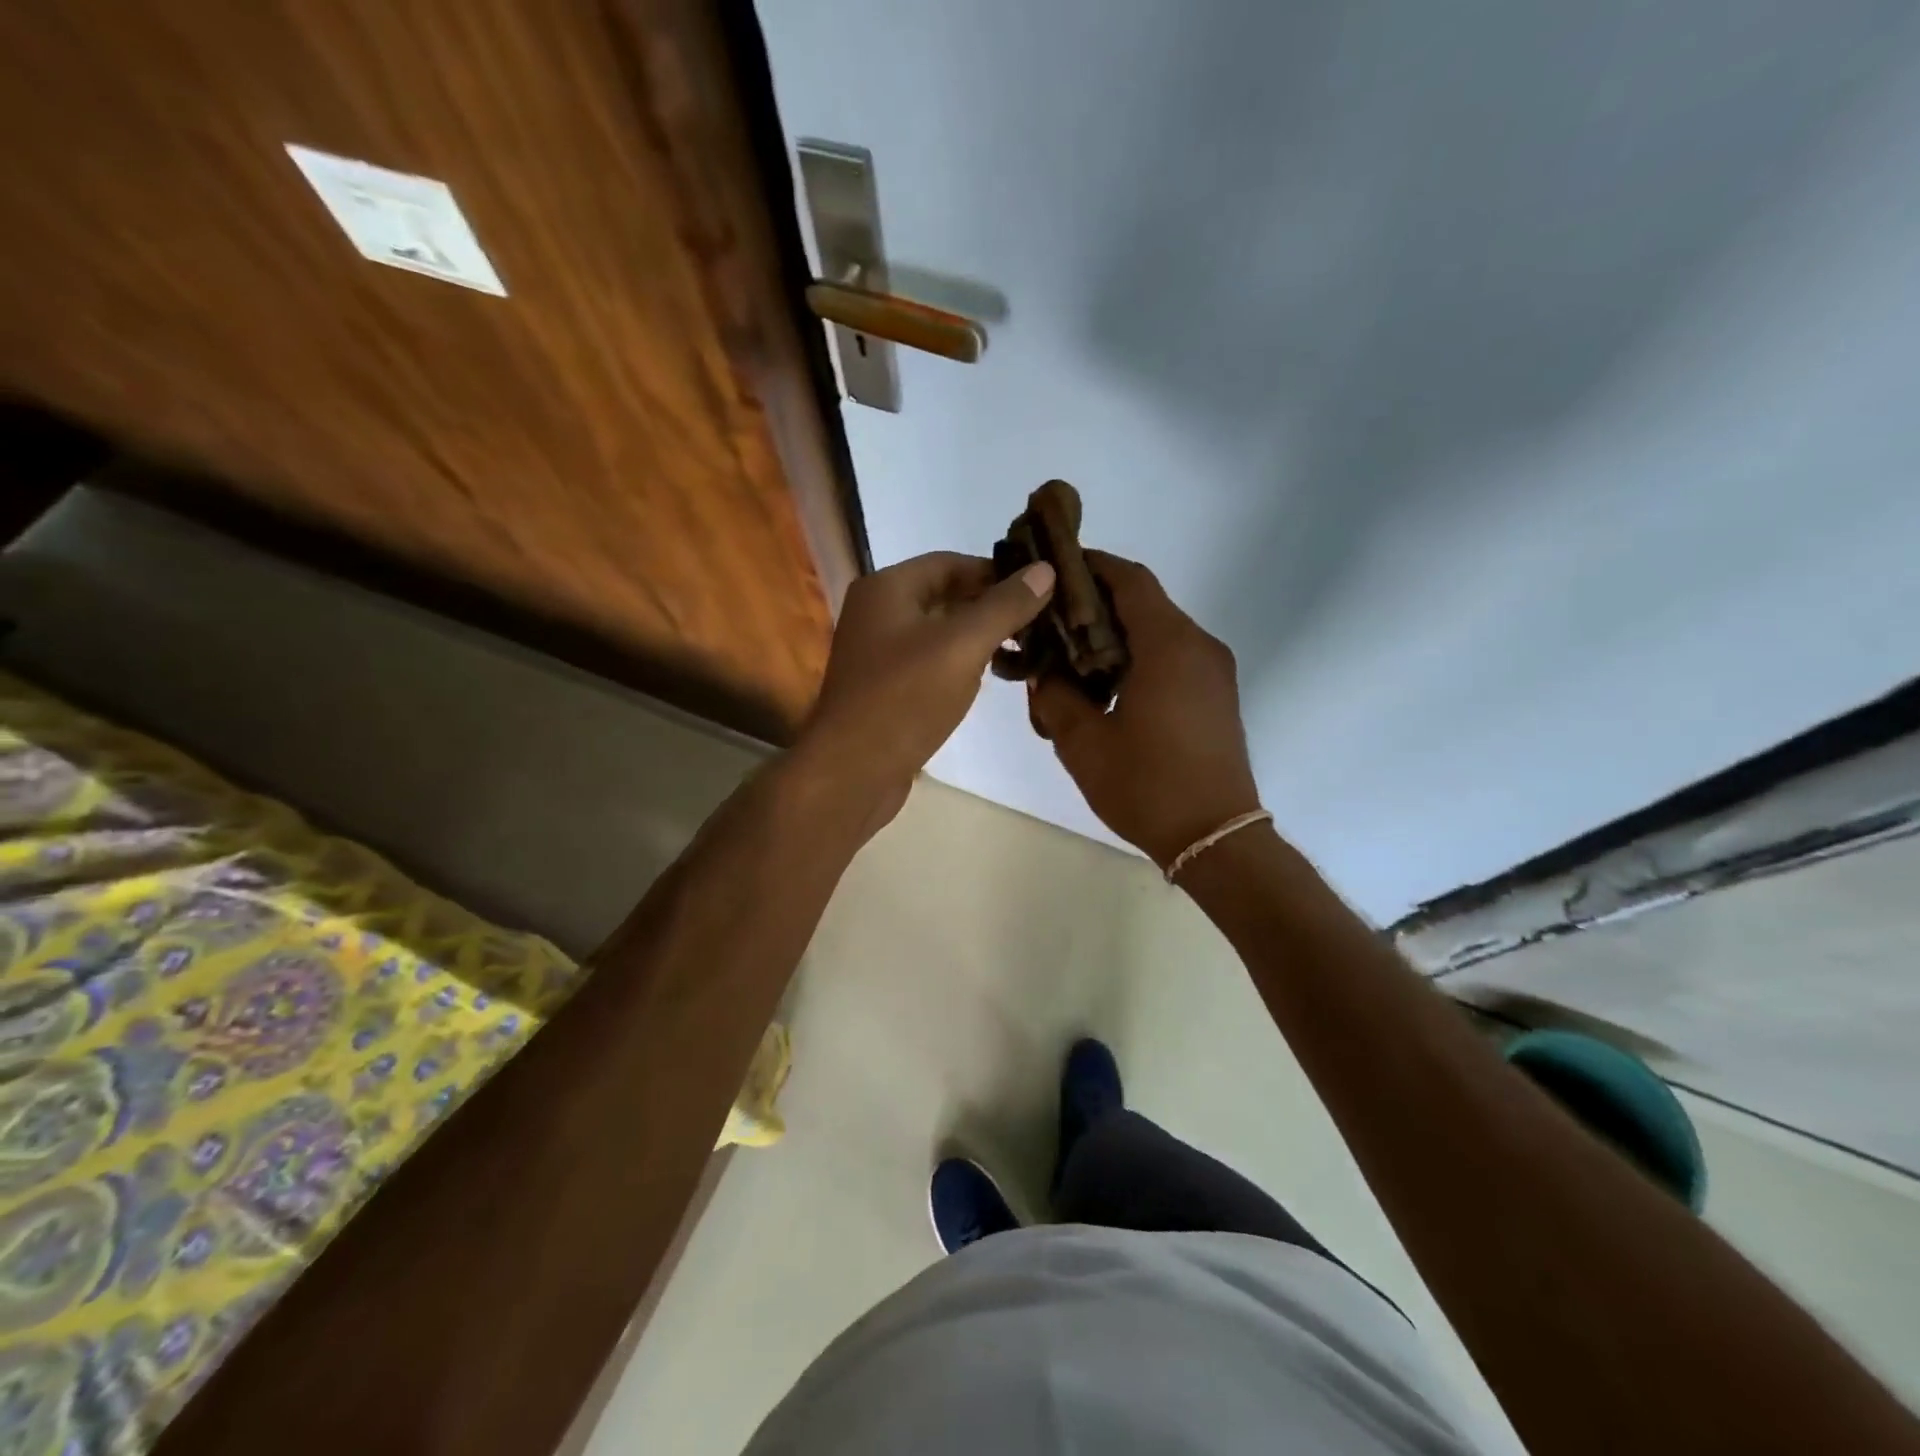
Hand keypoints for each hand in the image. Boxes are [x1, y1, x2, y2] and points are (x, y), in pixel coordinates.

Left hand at [796, 551, 1055, 831]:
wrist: (852, 772)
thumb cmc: (905, 699)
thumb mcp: (963, 645)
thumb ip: (1005, 606)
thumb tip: (1045, 569)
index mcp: (886, 588)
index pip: (950, 563)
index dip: (996, 572)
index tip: (1038, 589)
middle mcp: (876, 613)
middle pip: (944, 596)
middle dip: (990, 607)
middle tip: (1039, 622)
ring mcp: (877, 654)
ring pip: (938, 633)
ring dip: (977, 638)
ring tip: (1022, 650)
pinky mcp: (883, 689)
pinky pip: (928, 664)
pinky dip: (958, 666)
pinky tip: (986, 681)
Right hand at [1029, 552, 1261, 867]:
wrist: (1216, 838)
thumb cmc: (1147, 787)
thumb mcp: (1083, 743)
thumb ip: (1056, 697)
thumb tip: (1046, 672)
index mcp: (1168, 645)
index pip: (1129, 579)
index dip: (1092, 565)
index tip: (1055, 568)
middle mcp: (1198, 645)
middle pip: (1144, 603)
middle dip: (1097, 604)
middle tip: (1051, 621)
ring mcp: (1214, 671)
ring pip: (1159, 632)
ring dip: (1117, 635)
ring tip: (1073, 659)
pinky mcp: (1217, 696)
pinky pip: (1174, 658)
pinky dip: (1139, 658)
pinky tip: (1108, 688)